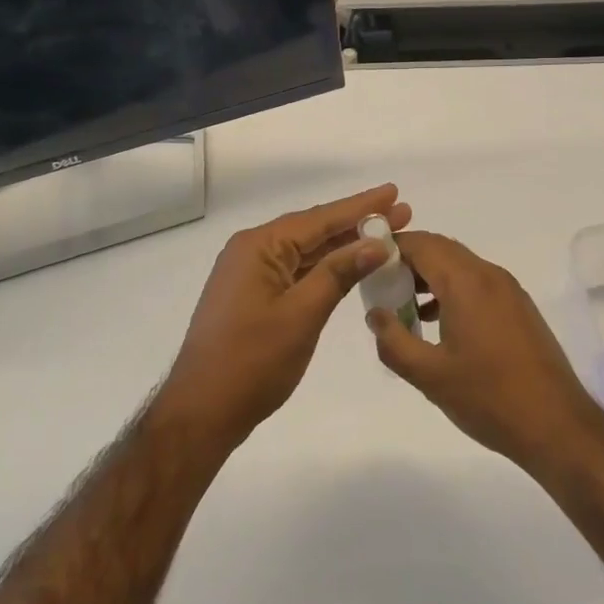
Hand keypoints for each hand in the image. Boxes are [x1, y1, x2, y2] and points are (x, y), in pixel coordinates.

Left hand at [162, 184, 410, 448]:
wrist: (202, 411)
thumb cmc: (252, 361)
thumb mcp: (302, 314)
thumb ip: (339, 273)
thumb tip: (377, 243)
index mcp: (259, 246)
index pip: (319, 219)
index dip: (361, 207)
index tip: (394, 192)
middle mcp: (252, 250)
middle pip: (313, 230)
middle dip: (357, 223)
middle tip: (401, 214)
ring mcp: (250, 274)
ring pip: (306, 252)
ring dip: (343, 246)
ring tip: (385, 236)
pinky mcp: (253, 296)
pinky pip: (296, 271)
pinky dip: (325, 268)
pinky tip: (350, 266)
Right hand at [366, 231, 603, 468]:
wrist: (557, 425)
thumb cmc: (489, 398)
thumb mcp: (429, 375)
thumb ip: (394, 341)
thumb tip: (375, 315)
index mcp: (466, 282)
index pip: (420, 243)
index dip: (390, 247)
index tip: (365, 265)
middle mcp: (489, 275)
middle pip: (440, 249)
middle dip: (407, 261)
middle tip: (380, 287)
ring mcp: (508, 290)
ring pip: (459, 265)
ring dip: (429, 276)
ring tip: (403, 307)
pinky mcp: (518, 307)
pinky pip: (477, 282)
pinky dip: (451, 289)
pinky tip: (437, 322)